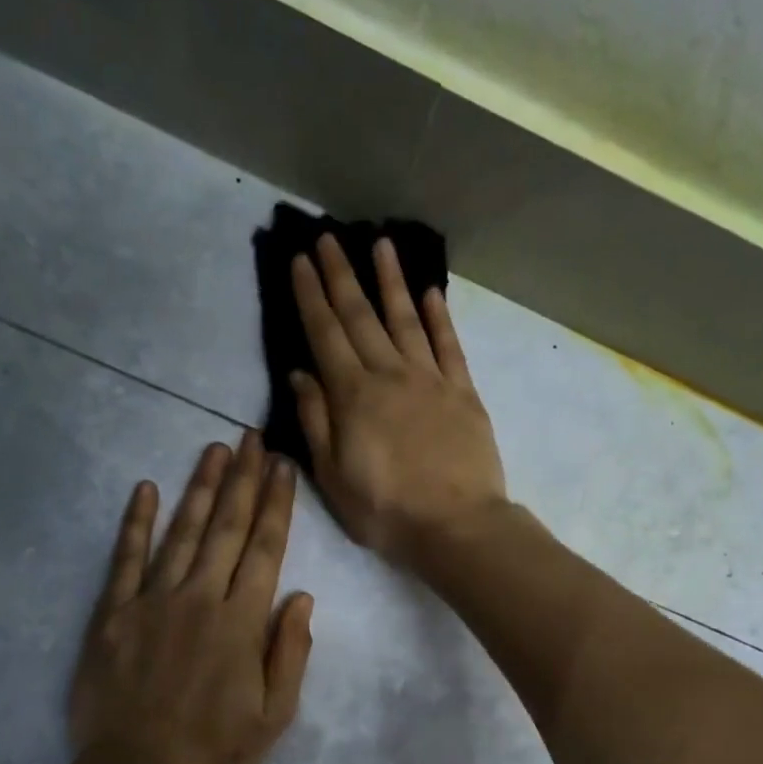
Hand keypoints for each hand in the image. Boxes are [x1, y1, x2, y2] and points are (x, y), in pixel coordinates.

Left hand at [69, 433, 313, 763]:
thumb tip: (300, 597)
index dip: (276, 505)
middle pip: (226, 528)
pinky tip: (145, 489)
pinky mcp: (112, 614)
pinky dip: (135, 523)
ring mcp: (151, 602)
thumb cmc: (215, 753)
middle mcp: (199, 599)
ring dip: (200, 487)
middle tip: (252, 437)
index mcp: (241, 623)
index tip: (282, 467)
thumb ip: (290, 652)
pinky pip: (124, 559)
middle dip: (243, 479)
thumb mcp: (275, 716)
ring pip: (181, 532)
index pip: (264, 549)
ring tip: (214, 448)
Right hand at [289, 234, 507, 564]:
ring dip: (390, 281)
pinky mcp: (463, 393)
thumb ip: (315, 422)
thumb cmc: (386, 511)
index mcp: (353, 396)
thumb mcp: (333, 477)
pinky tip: (430, 293)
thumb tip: (299, 374)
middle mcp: (390, 375)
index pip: (325, 335)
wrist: (456, 526)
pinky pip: (449, 345)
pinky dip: (438, 317)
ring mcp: (431, 380)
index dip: (310, 296)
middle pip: (361, 317)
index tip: (300, 260)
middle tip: (327, 237)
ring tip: (380, 244)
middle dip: (341, 276)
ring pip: (406, 319)